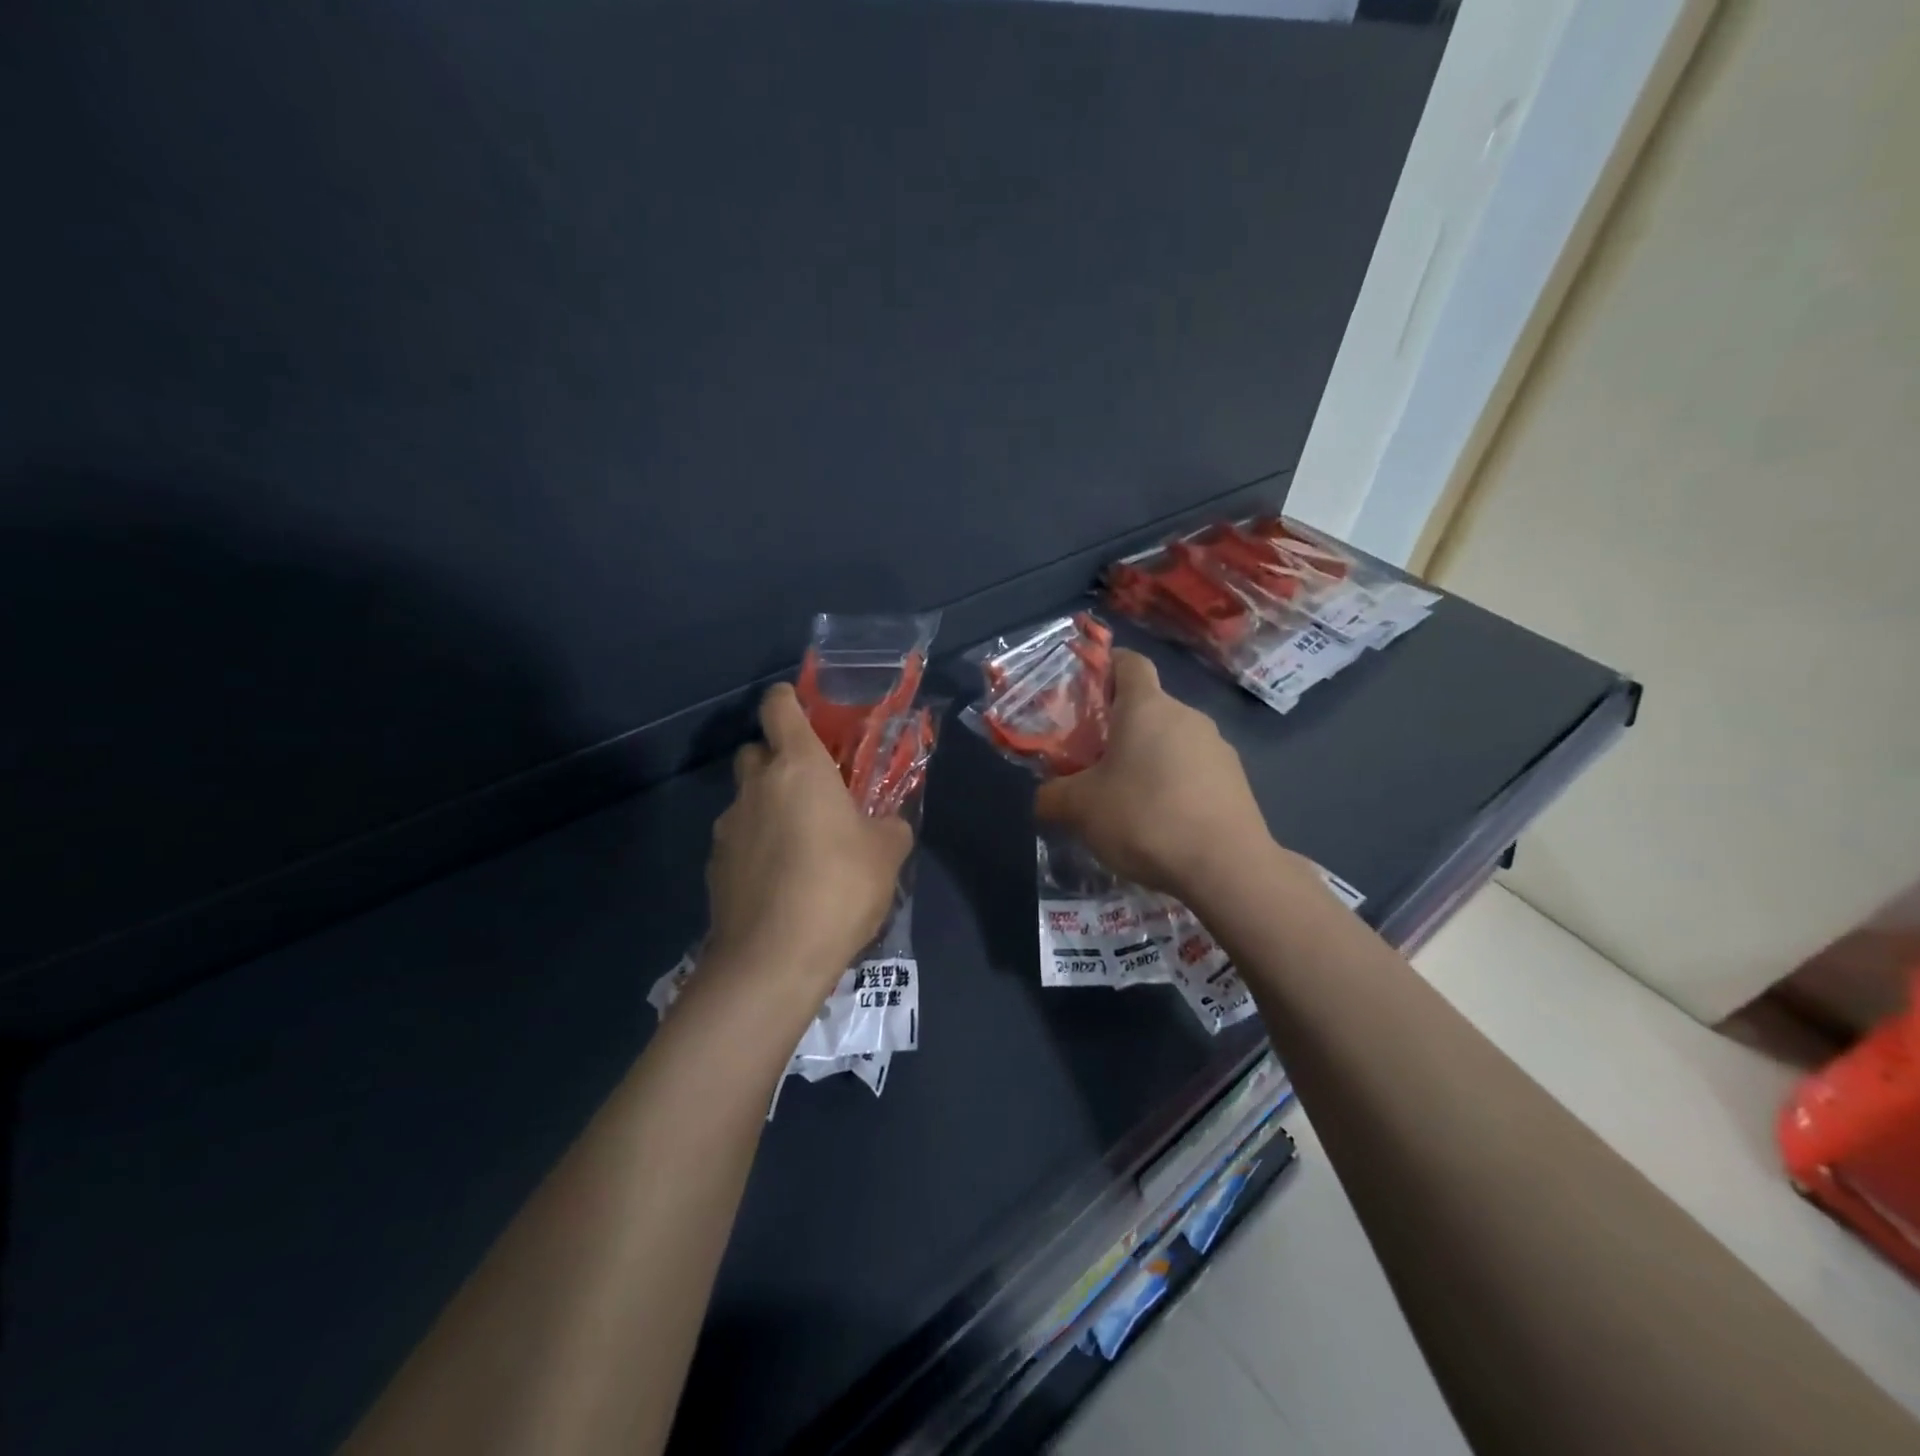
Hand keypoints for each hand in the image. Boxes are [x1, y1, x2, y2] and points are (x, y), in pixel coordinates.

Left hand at [703, 684, 913, 996]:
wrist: (773, 959)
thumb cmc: (839, 887)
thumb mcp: (887, 853)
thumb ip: (889, 826)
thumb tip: (886, 824)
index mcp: (798, 767)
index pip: (779, 707)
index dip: (789, 701)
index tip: (804, 710)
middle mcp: (756, 786)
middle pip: (756, 751)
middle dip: (778, 760)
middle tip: (811, 789)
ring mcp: (729, 827)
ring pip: (746, 800)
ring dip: (768, 808)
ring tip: (799, 846)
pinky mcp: (714, 866)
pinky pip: (738, 841)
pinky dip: (756, 847)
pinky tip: (780, 882)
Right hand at [1035, 649, 1275, 898]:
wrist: (1227, 867)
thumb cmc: (1144, 818)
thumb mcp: (1079, 809)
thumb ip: (1052, 796)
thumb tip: (1045, 797)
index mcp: (1146, 707)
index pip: (1129, 662)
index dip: (1106, 667)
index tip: (1086, 692)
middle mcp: (1186, 716)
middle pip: (1148, 707)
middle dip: (1120, 728)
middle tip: (1093, 763)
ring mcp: (1218, 747)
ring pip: (1172, 741)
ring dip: (1149, 760)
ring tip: (1128, 801)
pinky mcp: (1237, 781)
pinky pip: (1195, 771)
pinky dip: (1175, 785)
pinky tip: (1163, 823)